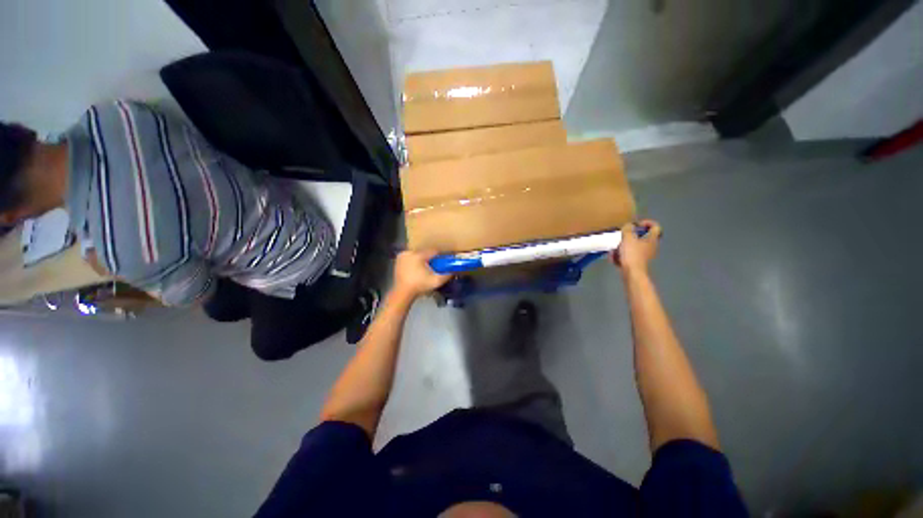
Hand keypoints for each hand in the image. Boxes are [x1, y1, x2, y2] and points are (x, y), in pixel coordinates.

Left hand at [393, 250, 451, 298]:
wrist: (402, 293)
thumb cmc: (419, 286)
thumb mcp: (436, 281)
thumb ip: (447, 275)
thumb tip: (454, 271)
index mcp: (419, 255)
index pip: (434, 250)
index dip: (440, 256)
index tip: (443, 261)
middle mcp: (410, 252)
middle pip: (425, 252)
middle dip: (430, 258)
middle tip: (434, 266)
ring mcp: (402, 255)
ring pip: (417, 254)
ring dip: (422, 259)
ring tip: (425, 268)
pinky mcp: (398, 260)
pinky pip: (410, 257)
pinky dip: (414, 261)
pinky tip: (416, 269)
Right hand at [612, 219, 662, 275]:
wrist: (632, 273)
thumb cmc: (632, 254)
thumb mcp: (627, 238)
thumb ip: (628, 229)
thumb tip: (629, 225)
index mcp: (652, 239)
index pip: (655, 227)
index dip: (647, 223)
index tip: (636, 224)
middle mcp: (651, 247)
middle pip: (642, 237)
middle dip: (630, 237)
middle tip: (622, 237)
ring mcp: (645, 256)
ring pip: (633, 247)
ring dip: (623, 247)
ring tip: (614, 249)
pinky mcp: (637, 263)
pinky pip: (629, 256)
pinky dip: (622, 256)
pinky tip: (613, 258)